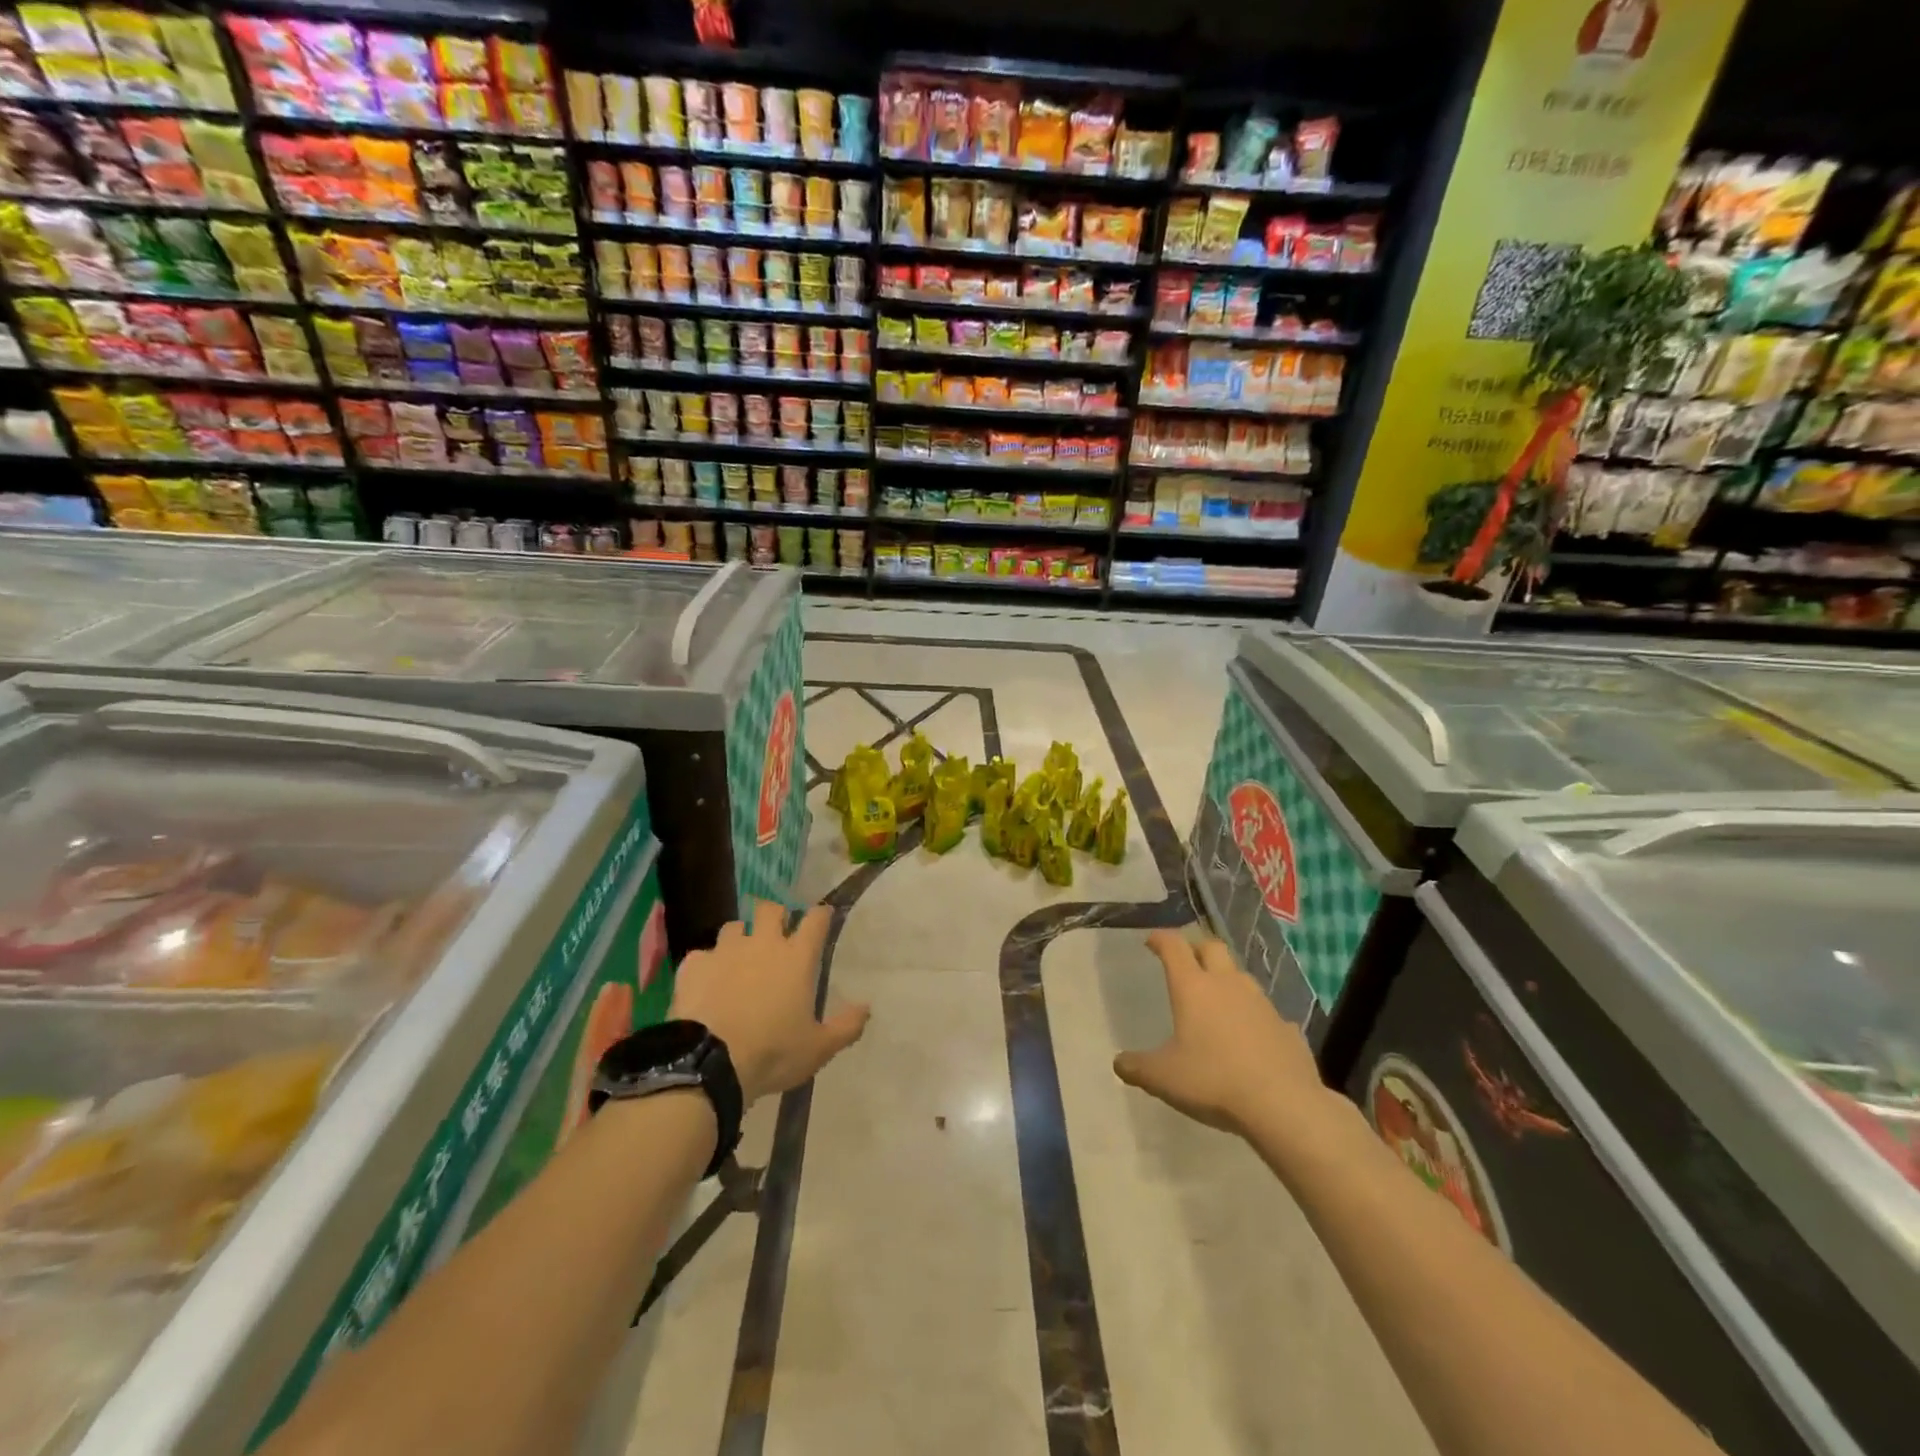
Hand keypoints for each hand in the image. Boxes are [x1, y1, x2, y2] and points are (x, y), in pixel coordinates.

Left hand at [670, 900, 869, 1105]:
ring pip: (733, 927)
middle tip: (776, 933)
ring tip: (738, 957)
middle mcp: (763, 944)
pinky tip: (706, 982)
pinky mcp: (695, 966)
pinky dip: (706, 965)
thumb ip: (846, 1026)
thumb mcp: (819, 1048)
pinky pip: (702, 955)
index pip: (815, 920)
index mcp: (797, 958)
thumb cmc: (773, 1053)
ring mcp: (726, 951)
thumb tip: (867, 1007)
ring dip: (739, 937)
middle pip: (770, 909)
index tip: (822, 917)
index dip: (820, 914)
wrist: (709, 1064)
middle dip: (775, 915)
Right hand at [1114, 931, 1326, 1137]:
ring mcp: (1262, 1004)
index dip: (1161, 939)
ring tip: (1217, 1000)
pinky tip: (1252, 1037)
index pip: (1174, 946)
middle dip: (1196, 948)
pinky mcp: (1287, 1028)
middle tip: (1185, 962)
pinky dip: (1255, 1017)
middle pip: (1212, 947)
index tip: (1151, 941)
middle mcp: (1228, 985)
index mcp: (1193, 988)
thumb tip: (1119, 1062)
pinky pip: (1267, 1013)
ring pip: (1241, 976)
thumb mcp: (1163, 1078)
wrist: (1283, 1105)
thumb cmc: (1214, 1081)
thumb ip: (1137, 1067)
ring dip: (1226, 979)